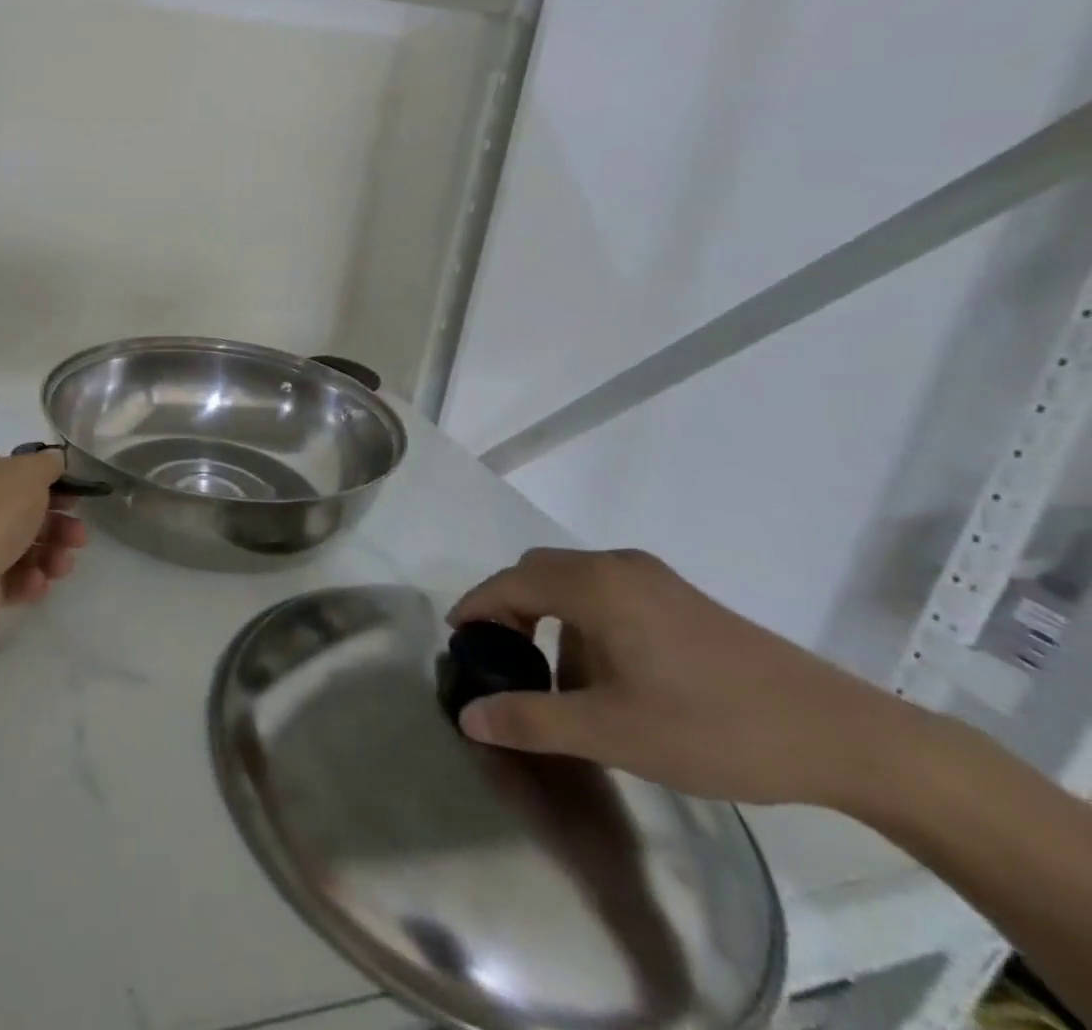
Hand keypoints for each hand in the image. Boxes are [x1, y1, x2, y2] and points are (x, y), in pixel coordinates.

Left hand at [0, 445, 88, 641]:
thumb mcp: (30, 473)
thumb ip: (48, 464)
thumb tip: (54, 461)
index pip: (16, 470)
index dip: (50, 483)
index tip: (75, 498)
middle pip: (24, 512)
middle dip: (58, 525)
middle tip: (79, 537)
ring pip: (22, 547)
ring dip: (50, 555)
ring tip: (61, 566)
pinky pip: (10, 579)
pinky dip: (28, 581)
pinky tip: (35, 583)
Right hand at [448, 547, 918, 809]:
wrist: (846, 738)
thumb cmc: (715, 728)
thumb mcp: (613, 733)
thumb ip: (532, 720)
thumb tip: (469, 717)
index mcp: (595, 586)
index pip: (510, 582)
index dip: (476, 607)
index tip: (458, 641)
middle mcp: (617, 566)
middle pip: (537, 572)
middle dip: (509, 609)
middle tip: (501, 659)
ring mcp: (654, 579)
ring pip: (573, 581)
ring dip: (549, 617)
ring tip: (557, 678)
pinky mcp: (681, 598)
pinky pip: (607, 593)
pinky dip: (584, 620)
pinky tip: (608, 675)